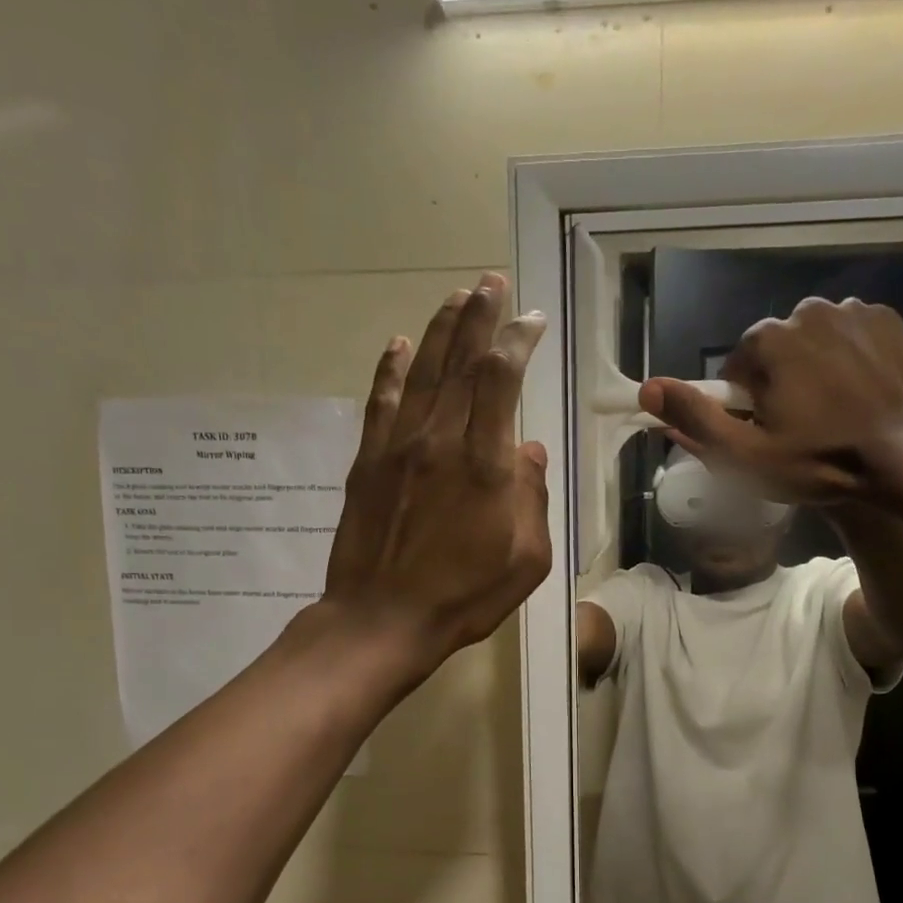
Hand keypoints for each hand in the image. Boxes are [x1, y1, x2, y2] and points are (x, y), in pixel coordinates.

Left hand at [322, 273, 551, 680]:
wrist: (383, 620)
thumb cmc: (465, 597)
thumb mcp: (527, 560)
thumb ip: (533, 498)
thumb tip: (529, 451)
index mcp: (487, 464)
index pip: (502, 380)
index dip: (517, 341)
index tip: (532, 319)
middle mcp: (441, 440)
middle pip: (462, 361)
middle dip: (480, 316)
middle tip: (491, 282)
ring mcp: (399, 447)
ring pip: (423, 371)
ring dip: (441, 328)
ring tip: (457, 296)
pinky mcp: (368, 461)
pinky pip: (381, 402)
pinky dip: (391, 369)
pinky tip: (399, 344)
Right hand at [638, 297, 902, 505]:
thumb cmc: (822, 462)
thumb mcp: (746, 455)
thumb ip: (695, 419)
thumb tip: (648, 388)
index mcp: (769, 339)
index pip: (736, 369)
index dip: (743, 406)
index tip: (765, 435)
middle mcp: (807, 310)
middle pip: (775, 352)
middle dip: (779, 384)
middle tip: (801, 430)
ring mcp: (853, 311)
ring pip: (813, 343)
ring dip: (814, 372)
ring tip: (835, 415)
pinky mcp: (889, 320)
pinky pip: (850, 338)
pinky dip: (848, 361)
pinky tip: (861, 396)